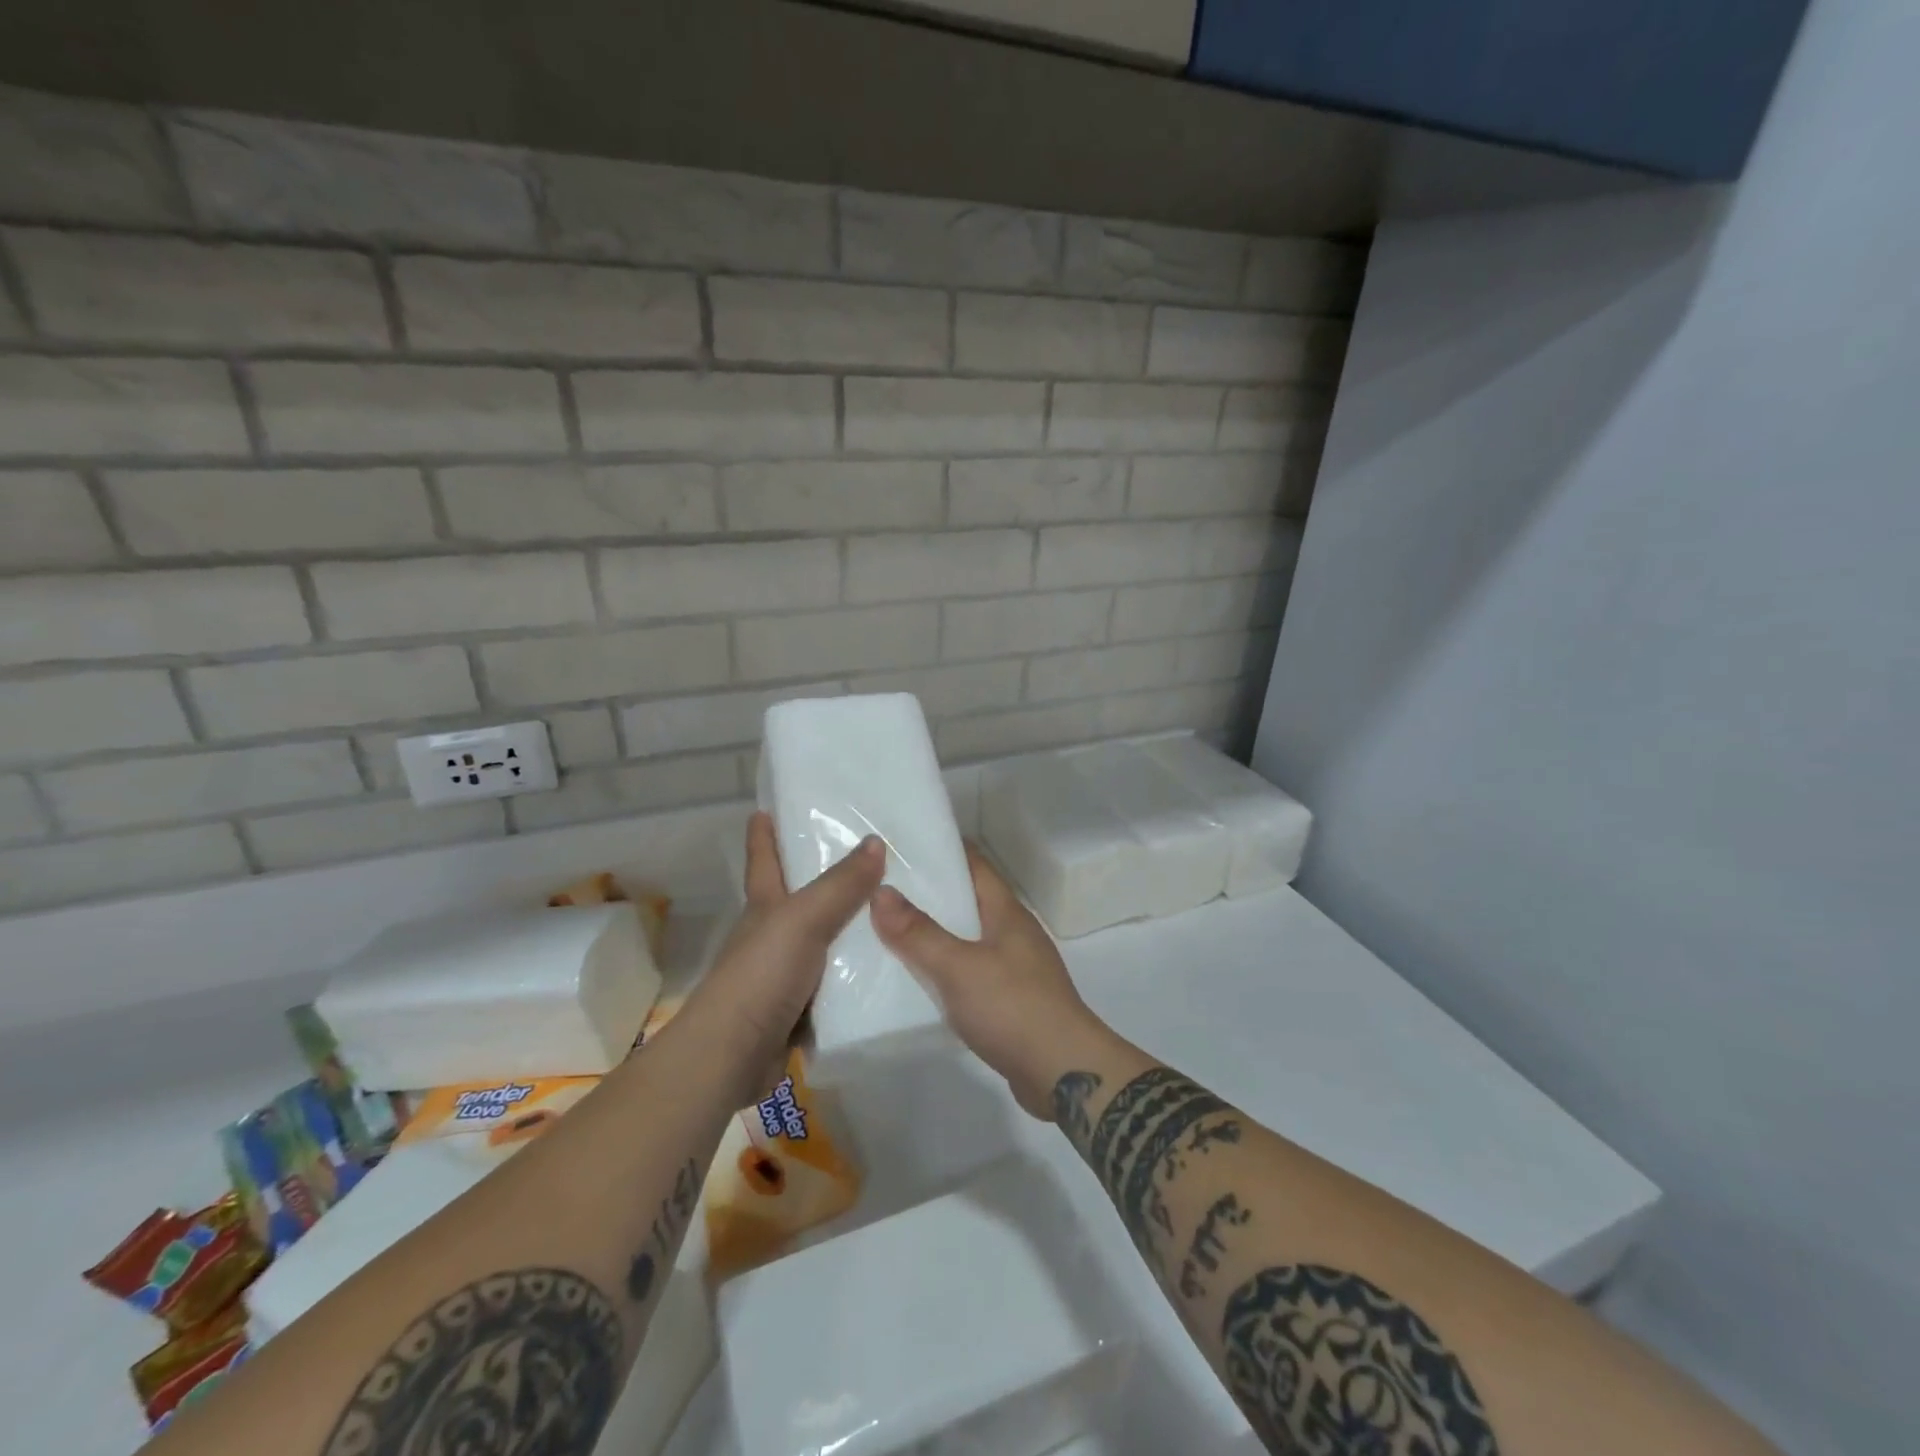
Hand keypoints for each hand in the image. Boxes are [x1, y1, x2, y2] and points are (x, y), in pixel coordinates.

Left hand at [684, 812, 885, 1097]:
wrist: (733, 1055)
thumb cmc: (761, 974)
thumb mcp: (803, 919)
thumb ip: (840, 884)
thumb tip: (875, 840)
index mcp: (765, 906)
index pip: (763, 859)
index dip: (764, 833)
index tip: (766, 809)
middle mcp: (773, 934)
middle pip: (800, 897)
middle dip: (825, 877)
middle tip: (869, 855)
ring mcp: (786, 973)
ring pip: (825, 941)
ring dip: (851, 929)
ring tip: (895, 910)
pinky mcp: (801, 1009)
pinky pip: (837, 982)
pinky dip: (858, 973)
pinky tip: (890, 966)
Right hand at [871, 845, 1112, 1119]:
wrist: (1065, 1074)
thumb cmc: (1013, 1008)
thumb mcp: (959, 967)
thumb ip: (919, 933)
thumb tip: (880, 891)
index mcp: (1007, 912)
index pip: (974, 863)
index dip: (942, 849)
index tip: (901, 842)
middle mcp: (1013, 933)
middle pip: (968, 900)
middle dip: (929, 892)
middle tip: (880, 886)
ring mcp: (1015, 968)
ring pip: (967, 938)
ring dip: (934, 933)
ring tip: (887, 930)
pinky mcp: (1011, 1001)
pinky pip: (970, 973)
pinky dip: (945, 970)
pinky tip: (916, 980)